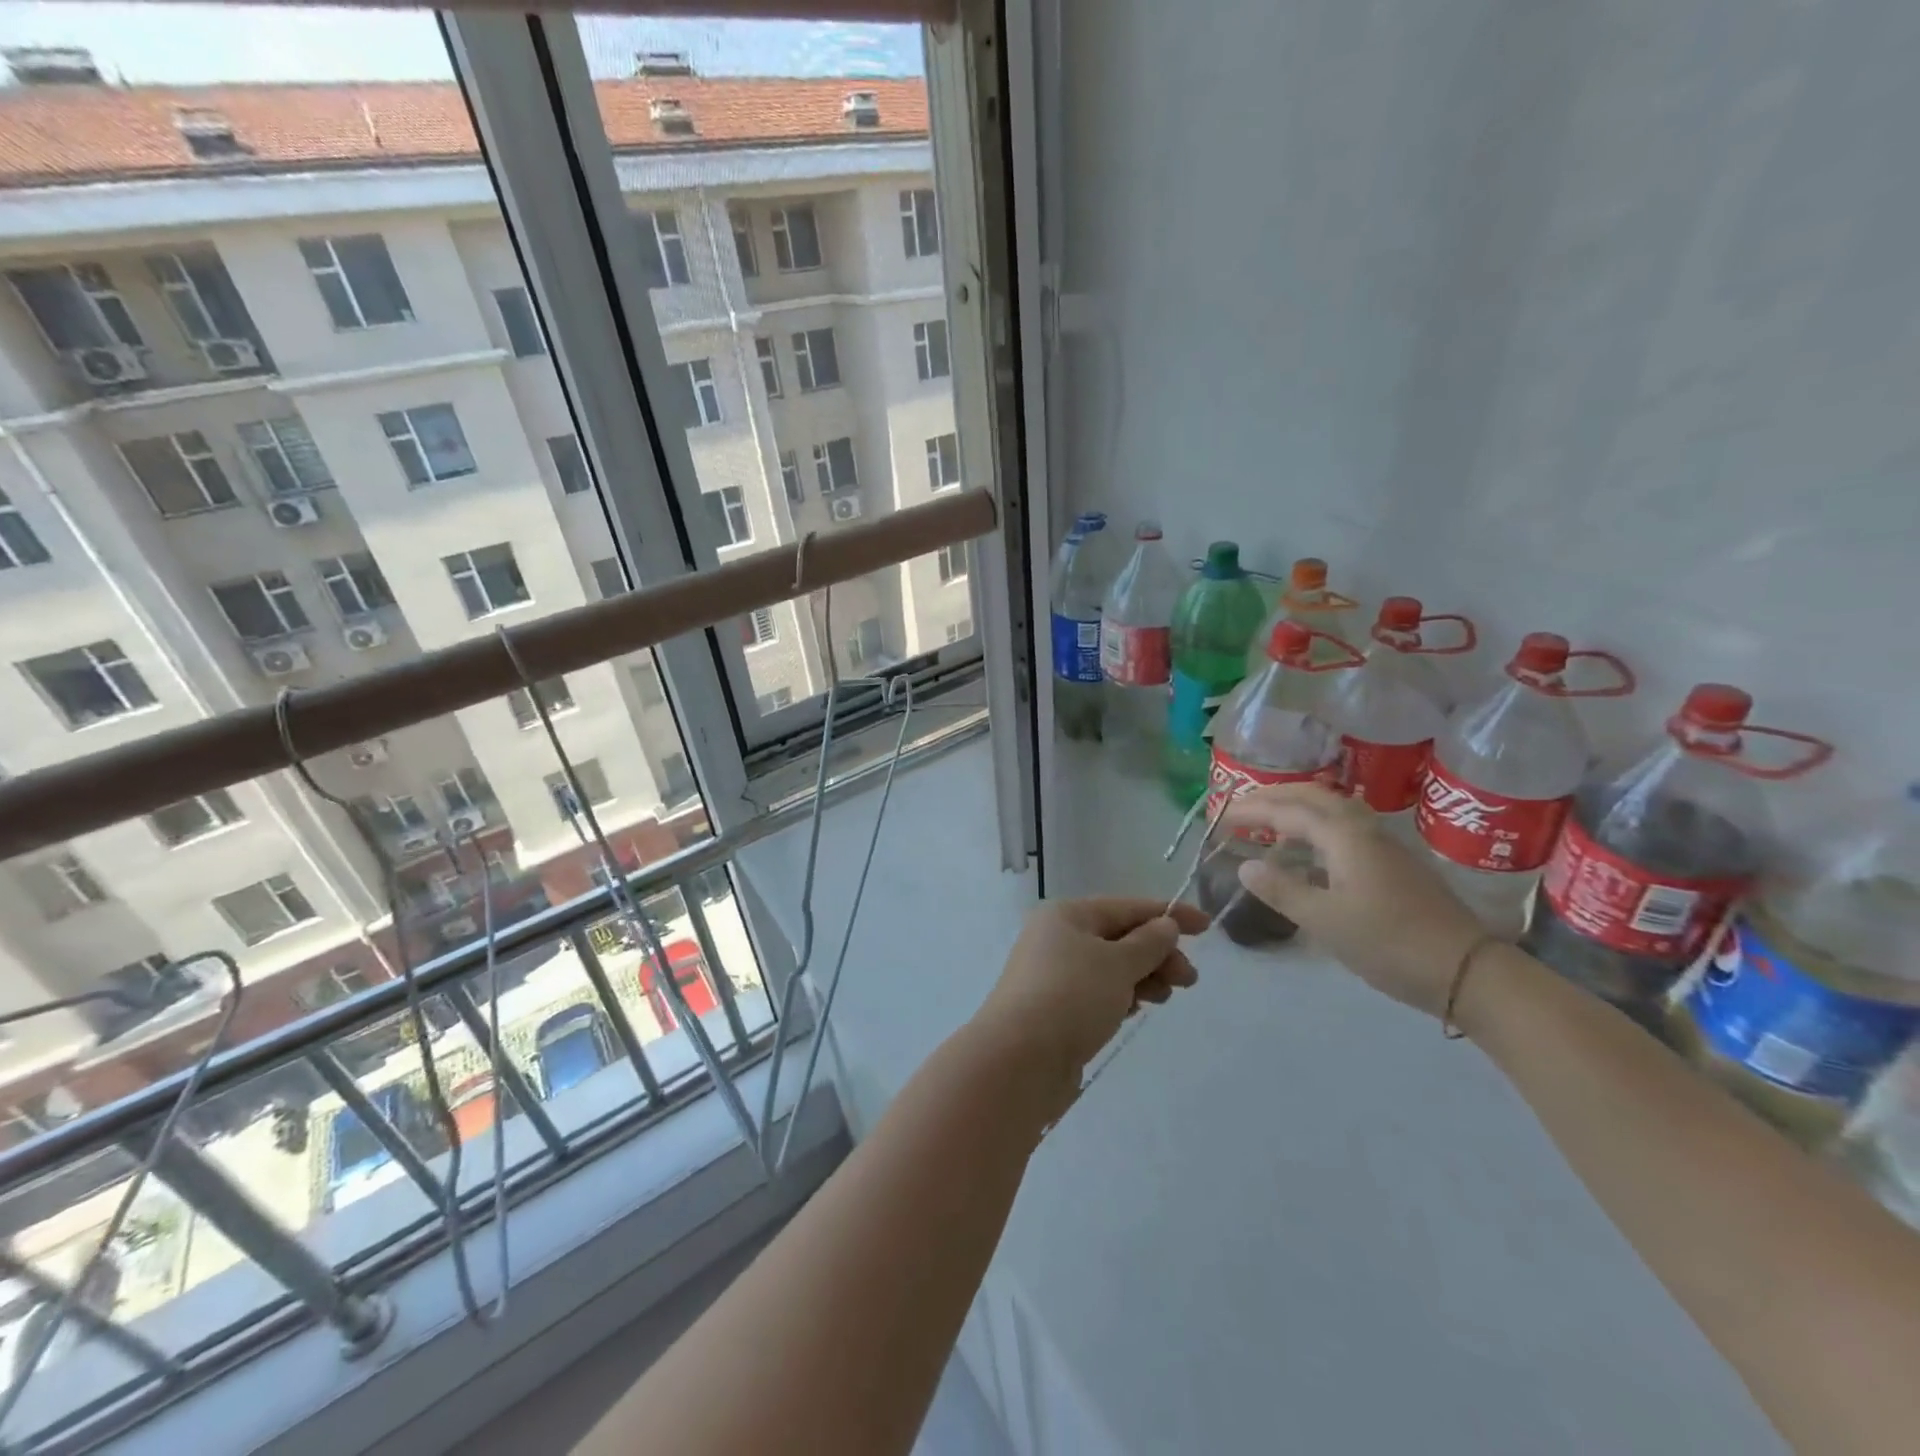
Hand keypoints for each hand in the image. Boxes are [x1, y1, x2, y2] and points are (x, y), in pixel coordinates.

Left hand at [971, 897, 1208, 1104]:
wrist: (1019, 1059)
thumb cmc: (1071, 997)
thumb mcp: (1117, 964)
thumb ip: (1148, 943)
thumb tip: (1164, 925)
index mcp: (1066, 915)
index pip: (1126, 907)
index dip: (1168, 914)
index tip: (1207, 927)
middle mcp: (1056, 938)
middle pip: (1119, 937)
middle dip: (1157, 954)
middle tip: (1188, 980)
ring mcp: (1053, 975)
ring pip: (1110, 967)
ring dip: (1143, 977)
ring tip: (1162, 998)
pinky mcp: (1055, 1008)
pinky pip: (1098, 992)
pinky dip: (1121, 996)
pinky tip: (1135, 1010)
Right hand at [1222, 784, 1484, 1018]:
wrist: (1468, 971)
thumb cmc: (1389, 943)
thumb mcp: (1325, 920)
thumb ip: (1281, 890)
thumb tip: (1246, 867)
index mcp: (1345, 836)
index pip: (1288, 811)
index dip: (1252, 811)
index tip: (1220, 817)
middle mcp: (1364, 830)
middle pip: (1314, 797)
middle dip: (1274, 797)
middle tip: (1242, 808)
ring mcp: (1384, 846)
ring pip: (1334, 810)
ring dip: (1298, 809)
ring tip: (1270, 823)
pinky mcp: (1395, 865)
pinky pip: (1345, 828)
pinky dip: (1316, 827)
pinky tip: (1308, 852)